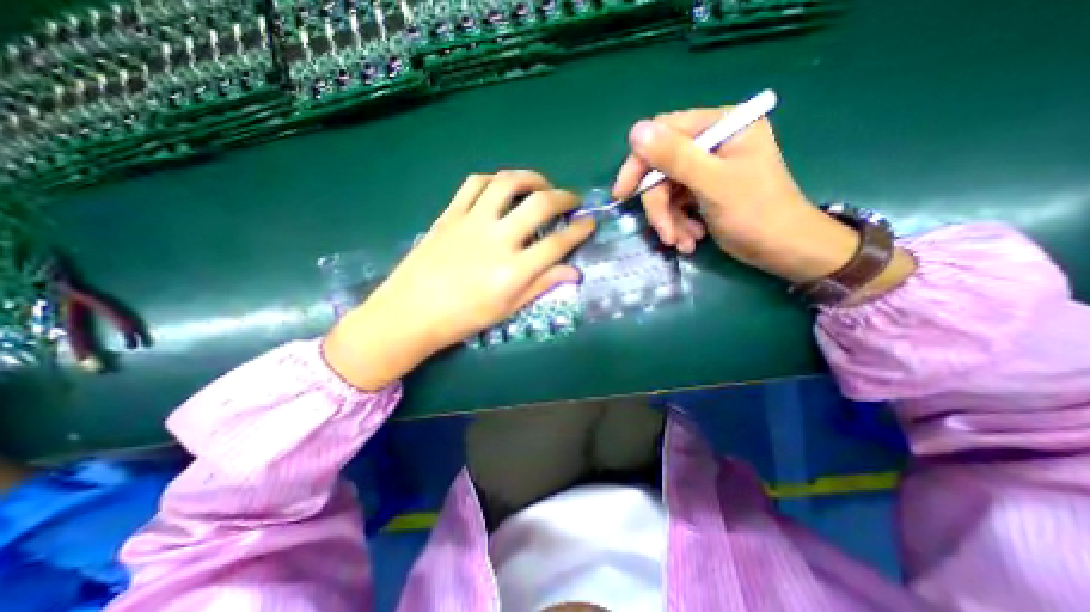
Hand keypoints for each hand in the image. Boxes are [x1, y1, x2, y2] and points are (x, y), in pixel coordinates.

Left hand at [323, 171, 594, 391]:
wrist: (411, 312)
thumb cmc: (463, 319)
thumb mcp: (508, 308)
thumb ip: (541, 285)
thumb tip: (574, 272)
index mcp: (514, 270)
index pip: (558, 243)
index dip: (580, 230)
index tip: (590, 223)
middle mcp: (498, 239)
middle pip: (540, 204)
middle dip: (564, 197)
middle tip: (571, 199)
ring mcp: (472, 222)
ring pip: (507, 183)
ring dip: (531, 178)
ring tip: (541, 185)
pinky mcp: (450, 214)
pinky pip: (474, 183)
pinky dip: (494, 179)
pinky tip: (501, 187)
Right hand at [616, 109, 873, 282]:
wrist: (783, 250)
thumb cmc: (756, 213)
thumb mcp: (713, 184)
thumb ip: (675, 157)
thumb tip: (635, 131)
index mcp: (723, 126)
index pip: (665, 133)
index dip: (639, 163)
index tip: (623, 193)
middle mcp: (712, 142)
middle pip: (663, 168)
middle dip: (660, 205)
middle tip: (664, 233)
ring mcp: (707, 168)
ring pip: (667, 191)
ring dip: (670, 220)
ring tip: (683, 243)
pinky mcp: (703, 190)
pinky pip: (677, 204)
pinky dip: (679, 224)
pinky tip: (690, 241)